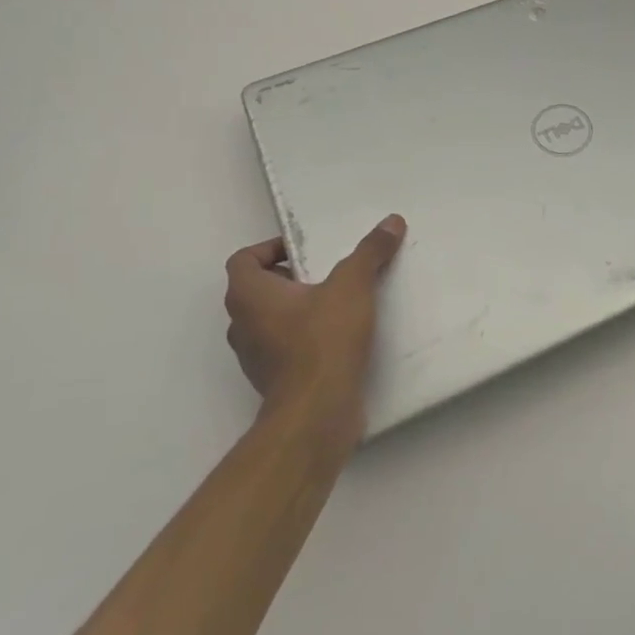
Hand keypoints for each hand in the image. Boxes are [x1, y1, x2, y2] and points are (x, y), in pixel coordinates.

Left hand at [224, 215, 405, 441]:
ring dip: (299, 308)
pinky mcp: (274, 381)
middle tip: (328, 272)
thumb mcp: (352, 285)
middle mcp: (242, 325)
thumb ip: (370, 252)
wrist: (317, 413)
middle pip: (259, 289)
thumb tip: (391, 221)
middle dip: (292, 277)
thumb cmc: (323, 339)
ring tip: (339, 302)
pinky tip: (340, 336)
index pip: (243, 260)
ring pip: (271, 320)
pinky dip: (305, 337)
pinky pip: (285, 347)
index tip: (306, 251)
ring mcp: (254, 357)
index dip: (270, 249)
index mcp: (249, 295)